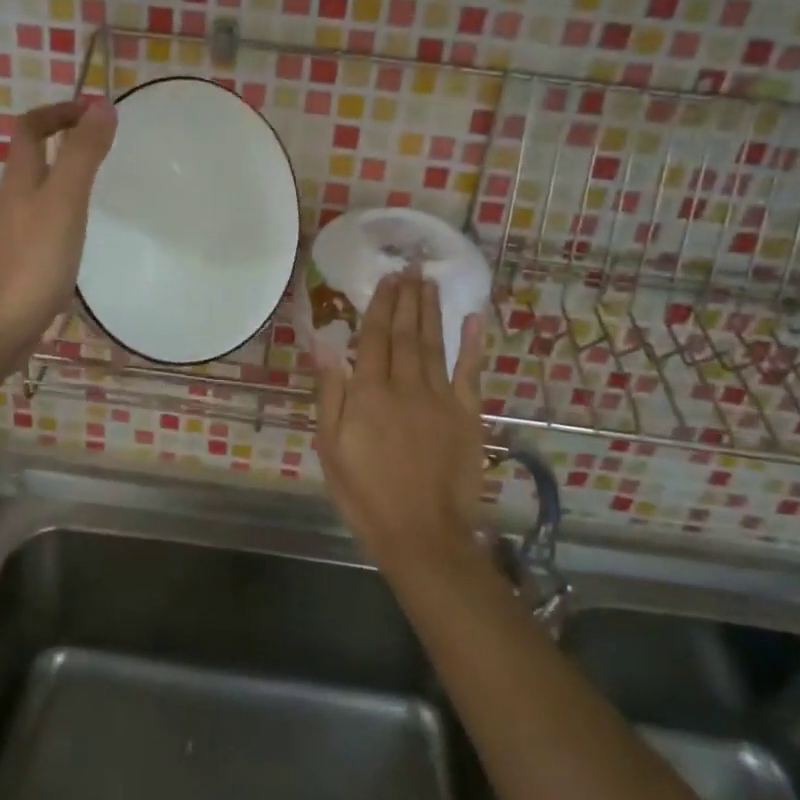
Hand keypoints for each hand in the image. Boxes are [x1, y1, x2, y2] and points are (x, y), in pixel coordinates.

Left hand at [0, 99, 116, 364]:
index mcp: (21, 180)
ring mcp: (16, 235)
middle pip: (34, 159)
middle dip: (66, 142)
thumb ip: (82, 155)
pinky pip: (46, 226)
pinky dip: (68, 216)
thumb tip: (101, 105)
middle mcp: (14, 201)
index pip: (32, 128)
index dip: (60, 111)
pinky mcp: (23, 264)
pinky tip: (87, 235)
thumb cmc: (29, 263)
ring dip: (68, 179)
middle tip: (108, 146)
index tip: (97, 111)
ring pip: (41, 193)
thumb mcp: (63, 202)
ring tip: (105, 186)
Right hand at [314, 269, 487, 570]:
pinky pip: (470, 371)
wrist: (422, 533)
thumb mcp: (331, 447)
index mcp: (369, 393)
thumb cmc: (366, 494)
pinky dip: (473, 343)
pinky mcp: (467, 414)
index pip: (374, 337)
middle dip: (408, 298)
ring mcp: (440, 398)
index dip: (381, 306)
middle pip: (406, 333)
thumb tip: (325, 344)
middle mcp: (405, 385)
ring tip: (429, 282)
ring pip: (434, 343)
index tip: (387, 279)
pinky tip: (474, 318)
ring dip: (432, 310)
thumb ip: (330, 393)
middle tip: (411, 267)